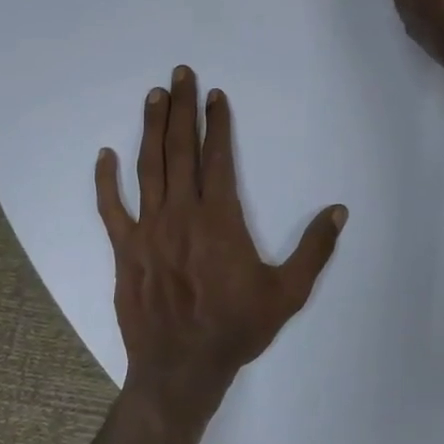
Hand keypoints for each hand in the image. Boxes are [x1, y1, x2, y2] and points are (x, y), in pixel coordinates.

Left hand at [96, 67, 346, 443]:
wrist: (182, 368)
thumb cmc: (238, 328)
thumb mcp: (288, 293)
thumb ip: (315, 249)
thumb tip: (340, 211)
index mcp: (220, 220)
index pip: (217, 158)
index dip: (217, 123)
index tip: (215, 94)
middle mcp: (181, 215)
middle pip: (179, 151)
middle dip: (181, 109)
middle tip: (180, 74)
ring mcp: (148, 231)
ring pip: (147, 169)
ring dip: (150, 129)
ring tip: (154, 97)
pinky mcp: (125, 250)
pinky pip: (110, 209)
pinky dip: (105, 181)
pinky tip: (104, 155)